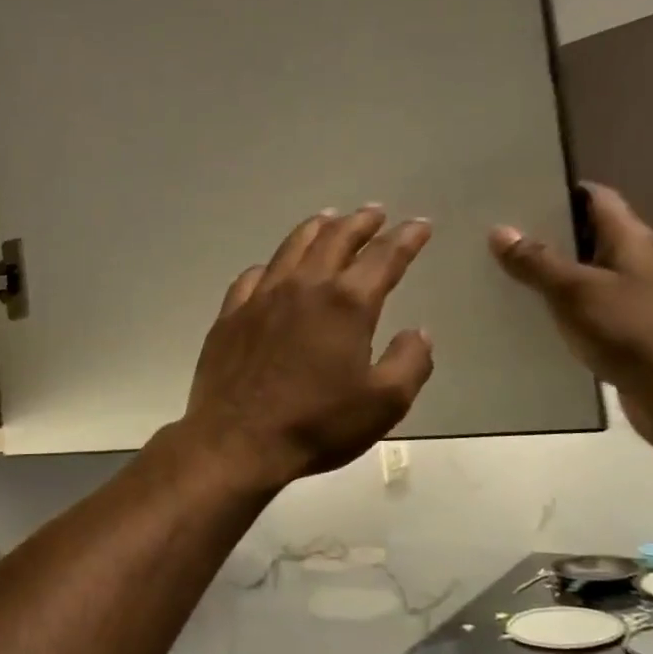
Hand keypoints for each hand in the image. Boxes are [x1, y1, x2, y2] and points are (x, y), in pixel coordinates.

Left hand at [178, 207, 435, 491]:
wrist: (237, 441)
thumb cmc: (316, 424)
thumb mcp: (383, 403)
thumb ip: (410, 362)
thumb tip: (418, 332)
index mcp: (346, 304)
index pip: (384, 257)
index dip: (407, 238)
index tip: (420, 225)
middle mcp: (304, 287)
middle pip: (336, 239)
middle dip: (361, 222)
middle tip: (375, 212)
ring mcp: (262, 297)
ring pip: (292, 247)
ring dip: (316, 228)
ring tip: (329, 218)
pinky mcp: (231, 314)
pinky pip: (253, 276)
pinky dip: (272, 265)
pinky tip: (274, 268)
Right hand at [488, 185, 652, 441]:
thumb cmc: (628, 330)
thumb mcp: (574, 291)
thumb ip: (537, 261)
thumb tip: (500, 231)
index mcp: (631, 238)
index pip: (595, 197)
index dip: (559, 192)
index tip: (518, 196)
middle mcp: (635, 259)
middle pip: (586, 233)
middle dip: (546, 233)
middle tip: (499, 234)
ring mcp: (632, 293)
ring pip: (583, 270)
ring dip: (550, 271)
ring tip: (503, 271)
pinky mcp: (625, 325)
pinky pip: (586, 302)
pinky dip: (560, 302)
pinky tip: (528, 312)